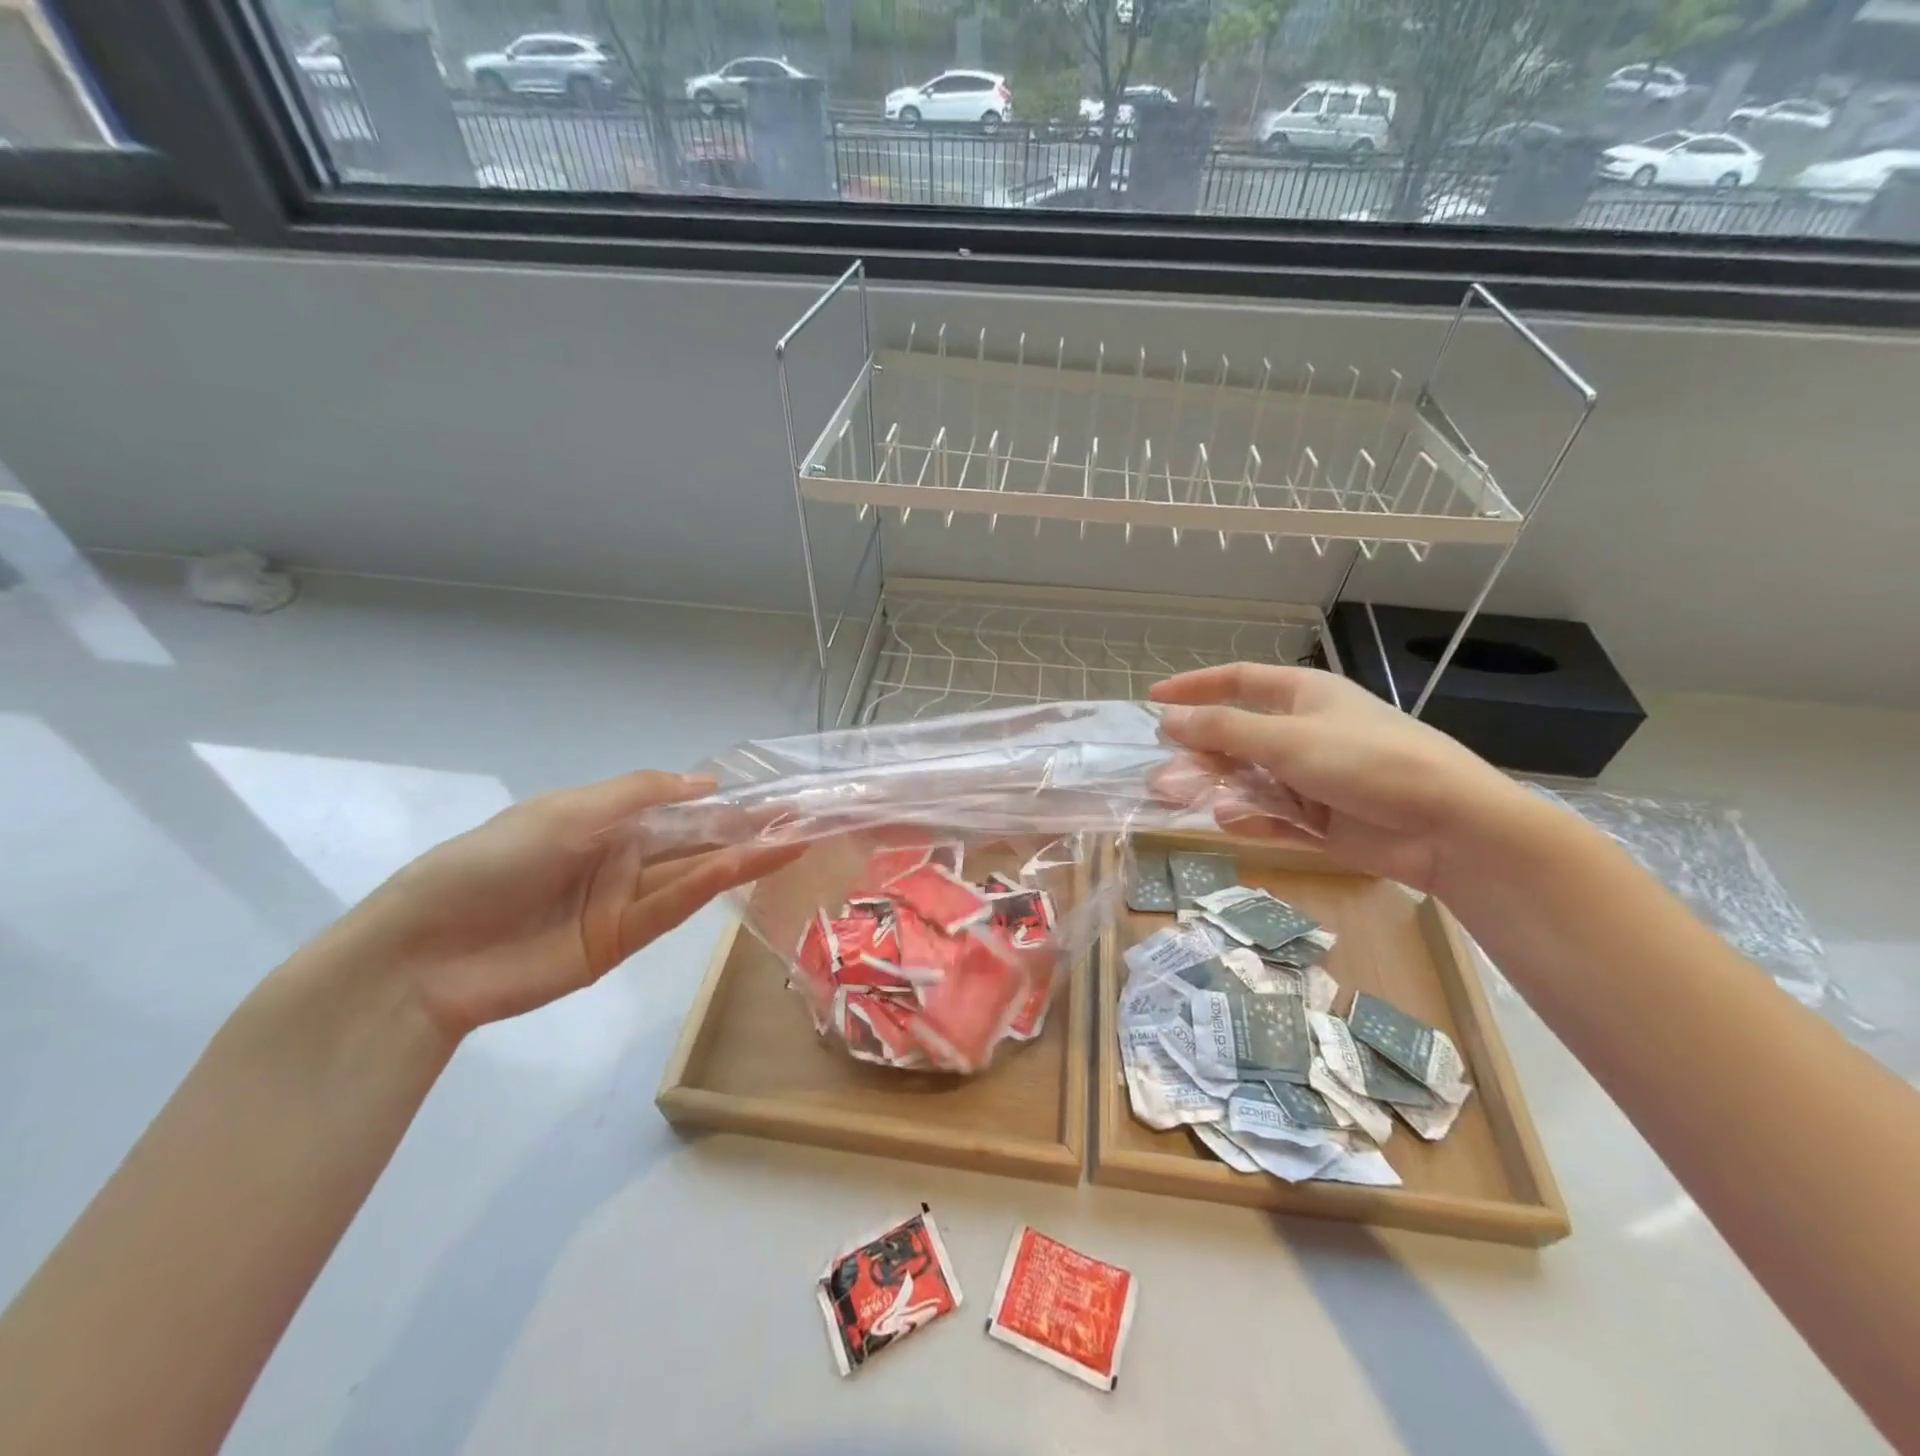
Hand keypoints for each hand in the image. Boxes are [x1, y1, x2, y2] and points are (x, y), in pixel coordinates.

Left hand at [320, 772, 798, 1040]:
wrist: (425, 953)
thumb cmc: (490, 863)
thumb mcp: (564, 812)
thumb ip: (638, 794)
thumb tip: (707, 783)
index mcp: (607, 820)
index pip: (681, 807)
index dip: (728, 801)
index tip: (775, 794)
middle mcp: (624, 857)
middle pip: (697, 840)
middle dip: (749, 829)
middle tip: (804, 818)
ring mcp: (625, 901)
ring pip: (694, 873)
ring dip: (743, 857)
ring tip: (794, 839)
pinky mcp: (622, 942)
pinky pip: (671, 907)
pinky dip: (706, 886)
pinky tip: (741, 866)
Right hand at [1150, 663, 1530, 892]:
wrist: (1448, 826)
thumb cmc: (1366, 761)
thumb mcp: (1286, 739)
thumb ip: (1222, 731)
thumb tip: (1168, 718)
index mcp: (1303, 696)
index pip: (1238, 681)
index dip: (1195, 687)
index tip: (1153, 699)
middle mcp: (1304, 732)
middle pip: (1236, 737)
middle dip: (1198, 754)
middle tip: (1161, 776)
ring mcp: (1312, 777)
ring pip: (1248, 779)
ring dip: (1214, 788)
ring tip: (1177, 801)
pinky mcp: (1320, 819)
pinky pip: (1272, 815)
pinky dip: (1249, 818)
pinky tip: (1229, 822)